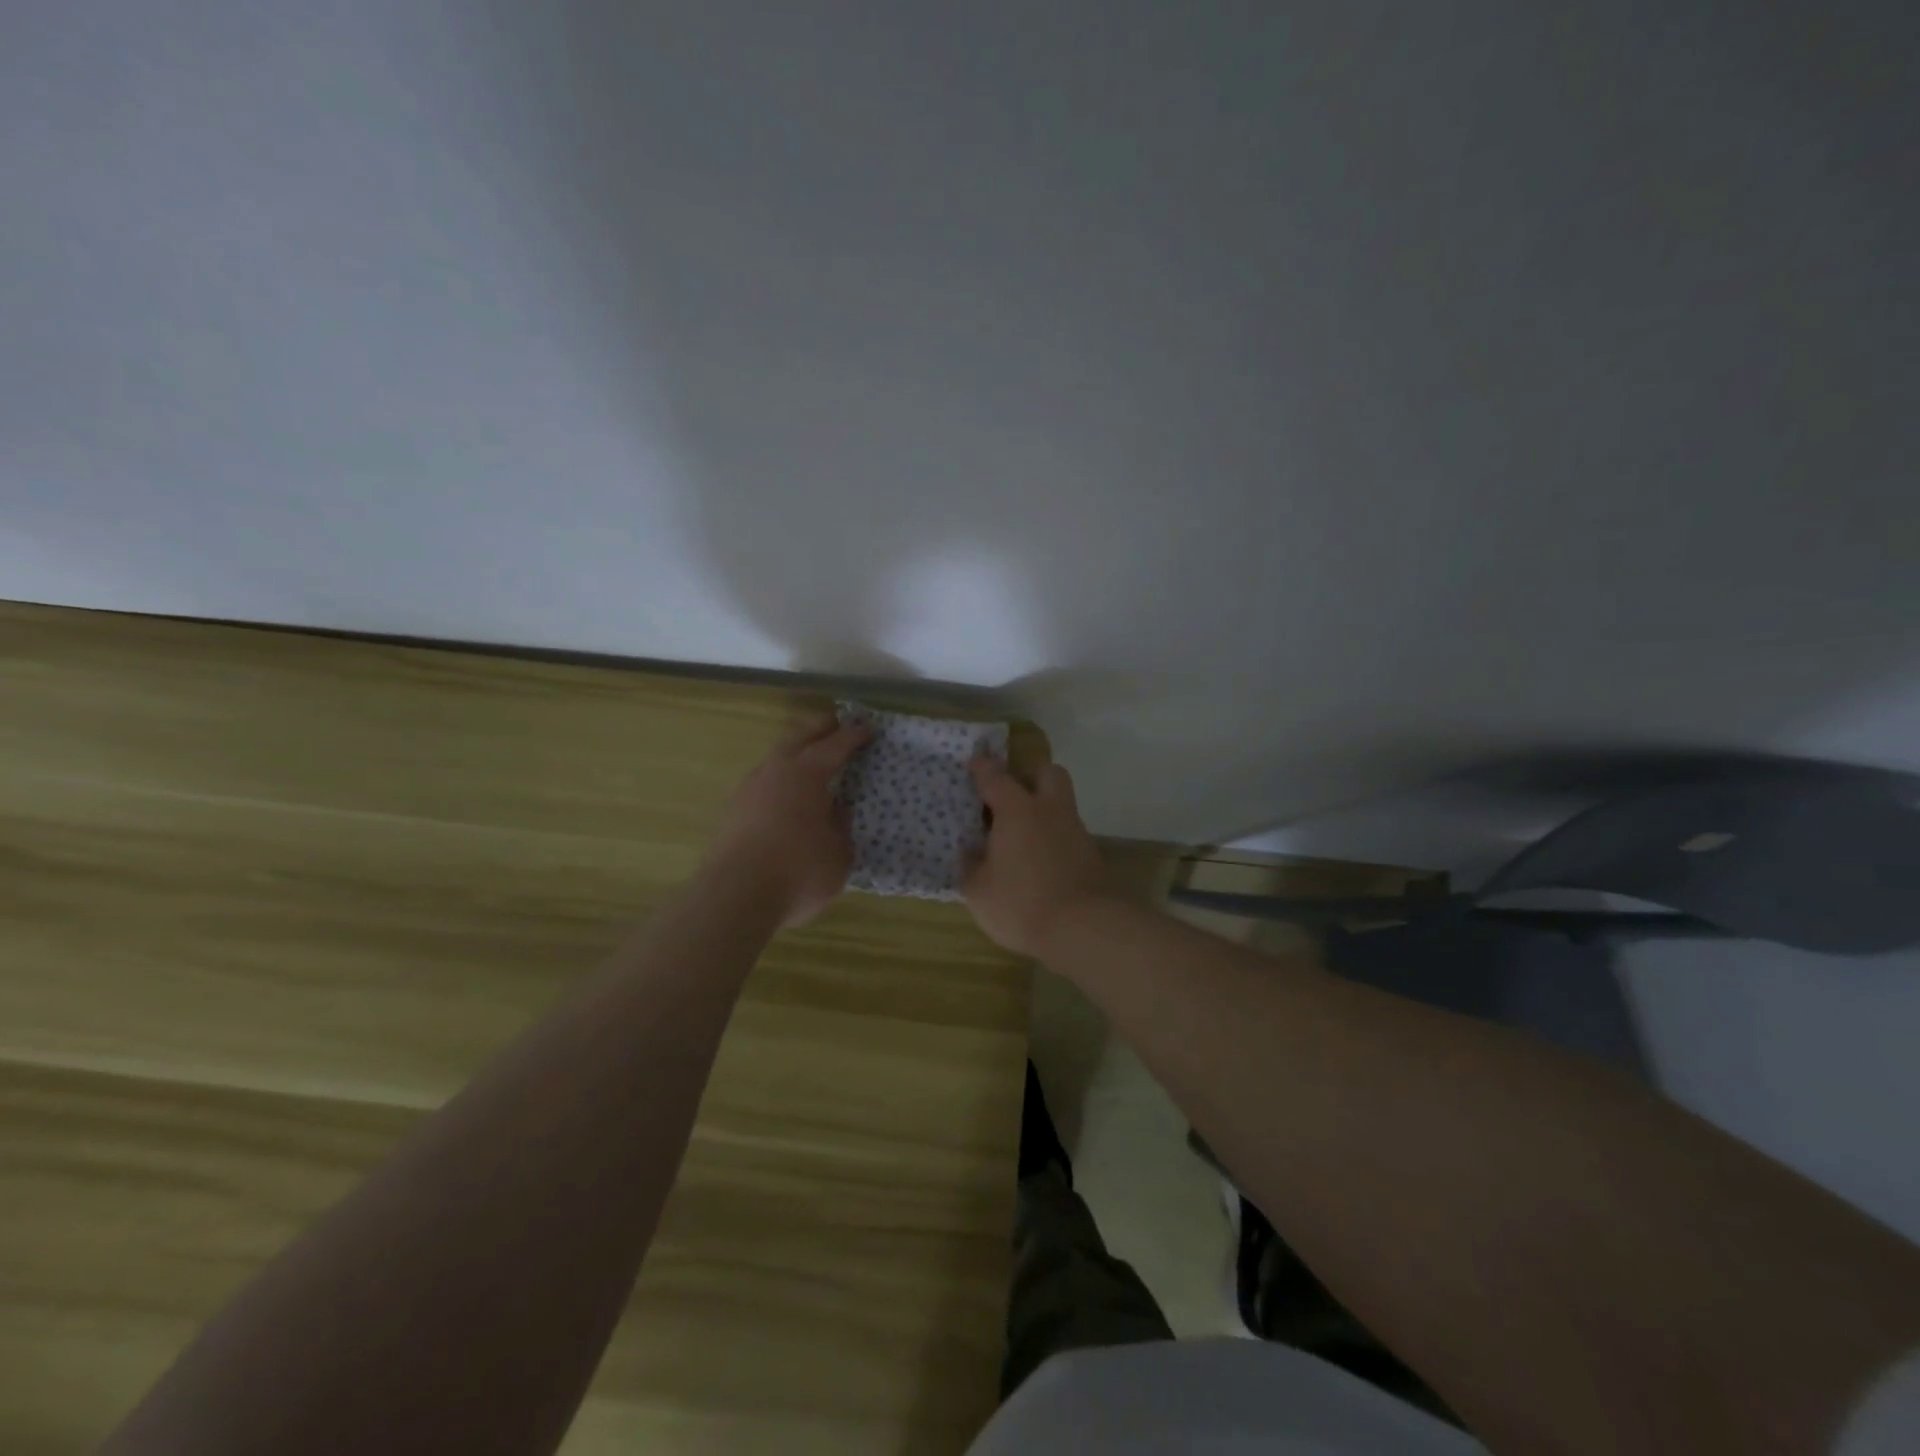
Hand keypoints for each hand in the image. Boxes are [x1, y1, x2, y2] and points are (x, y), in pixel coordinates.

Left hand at [710, 715, 870, 928]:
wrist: (734, 898)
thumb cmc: (797, 872)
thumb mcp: (839, 854)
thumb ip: (841, 827)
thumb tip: (835, 812)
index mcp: (805, 774)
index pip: (834, 746)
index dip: (853, 736)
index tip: (868, 729)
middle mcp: (774, 772)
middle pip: (798, 737)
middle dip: (819, 728)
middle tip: (836, 724)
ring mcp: (748, 790)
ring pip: (775, 758)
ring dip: (794, 751)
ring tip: (810, 758)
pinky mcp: (733, 813)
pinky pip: (763, 782)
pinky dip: (780, 779)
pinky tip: (787, 794)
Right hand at [964, 758, 1112, 957]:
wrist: (1084, 928)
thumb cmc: (1022, 903)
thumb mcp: (979, 890)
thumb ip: (971, 865)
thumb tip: (970, 850)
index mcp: (1017, 810)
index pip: (996, 777)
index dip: (982, 768)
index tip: (974, 762)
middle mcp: (1049, 810)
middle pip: (1046, 773)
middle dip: (1029, 776)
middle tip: (1010, 794)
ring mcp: (1075, 831)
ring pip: (1060, 803)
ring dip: (1043, 810)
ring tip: (1020, 834)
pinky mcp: (1090, 855)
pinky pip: (1067, 832)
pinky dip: (1053, 837)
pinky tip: (1038, 859)